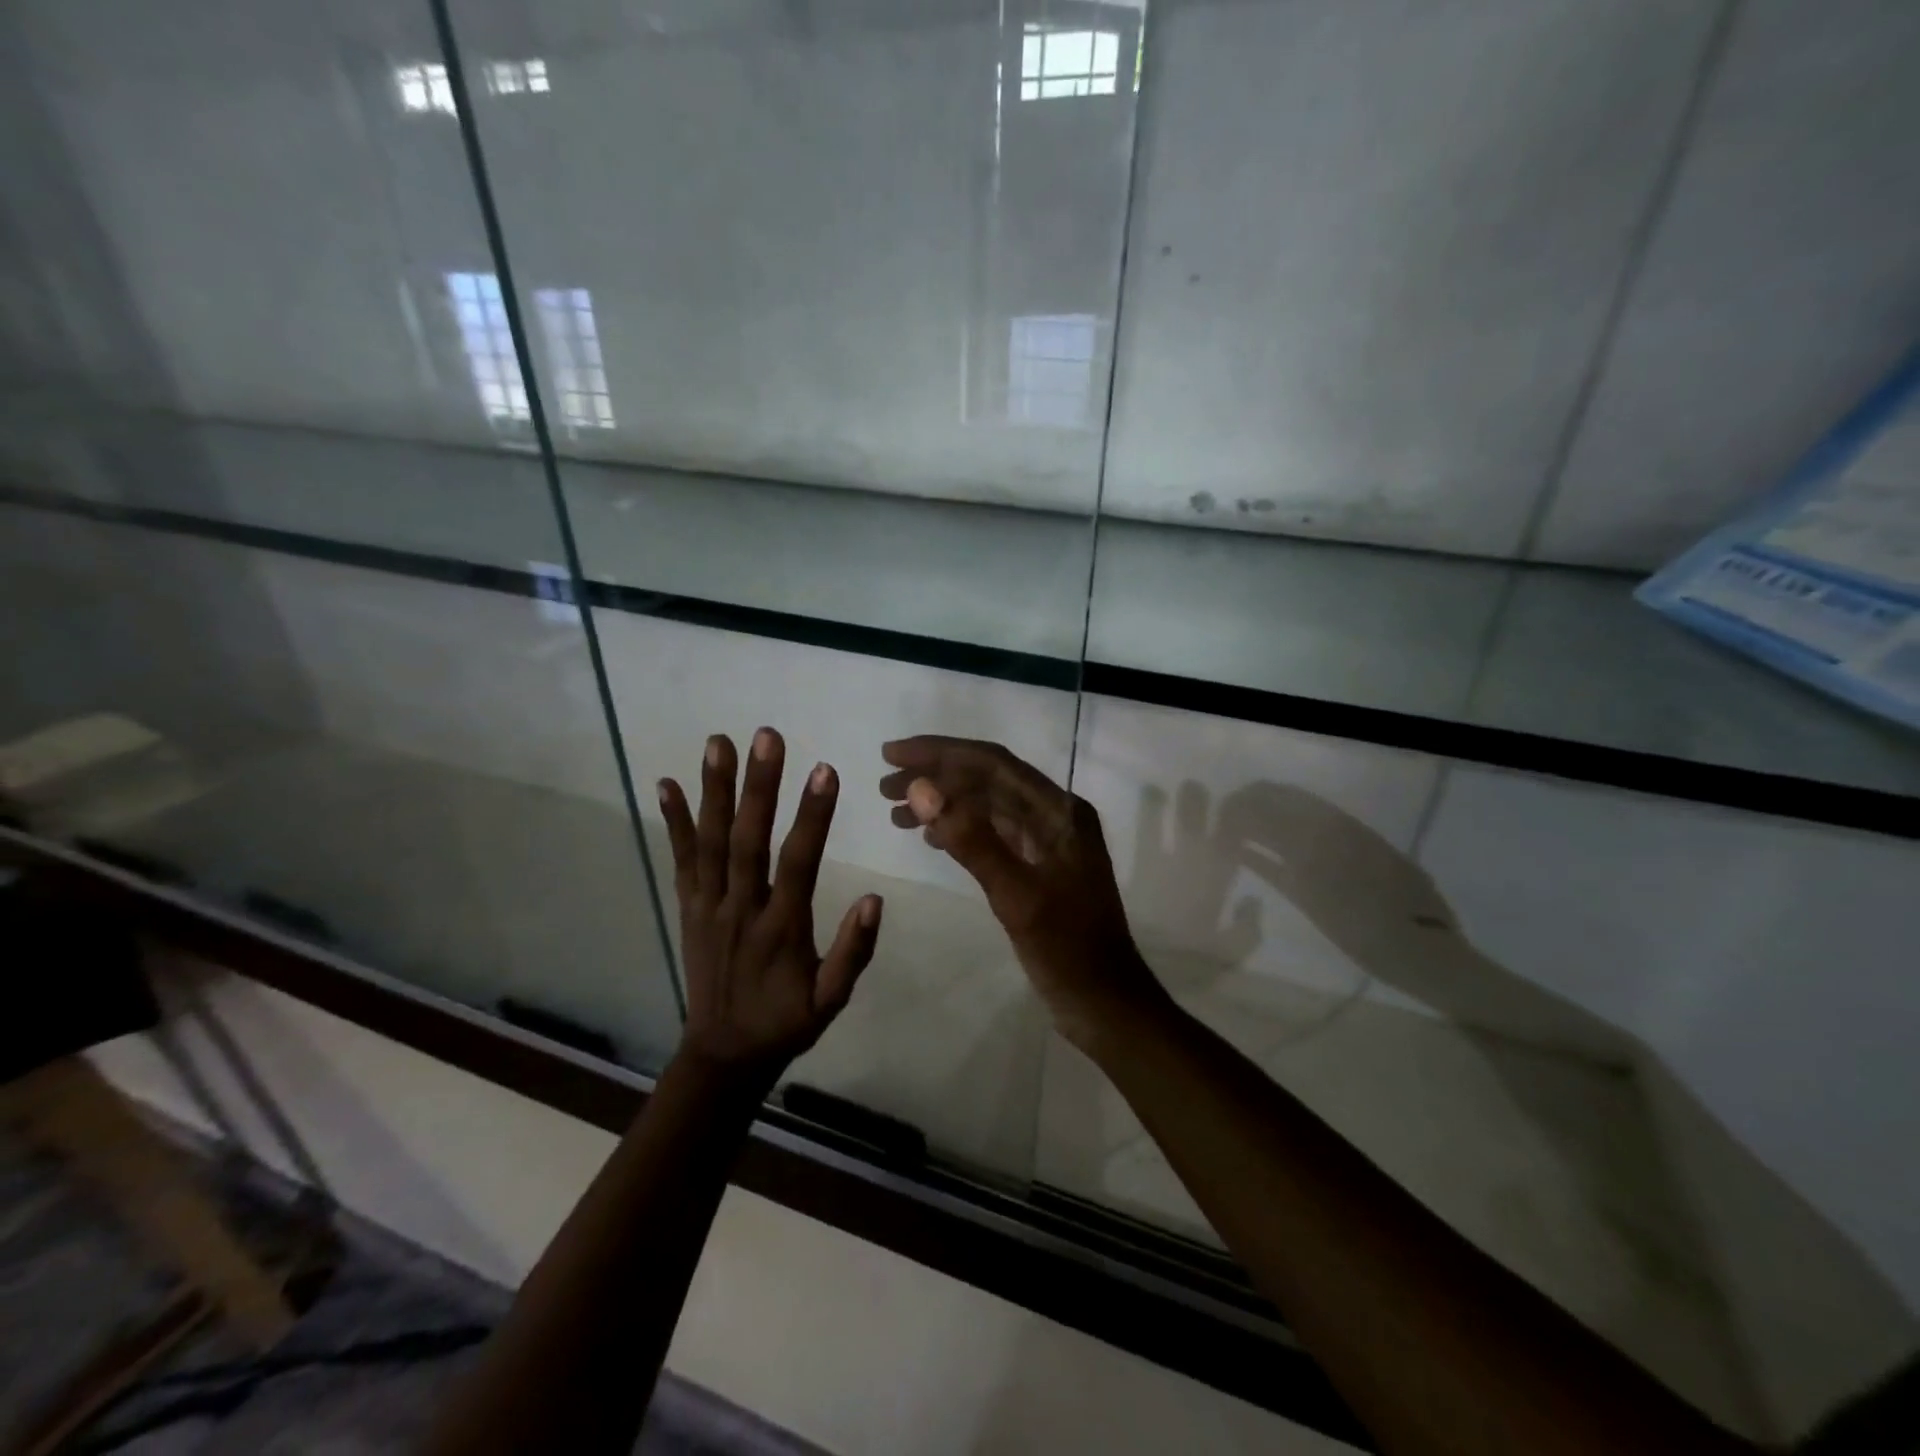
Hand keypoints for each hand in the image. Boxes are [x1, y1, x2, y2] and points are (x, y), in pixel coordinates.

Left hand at [659, 729, 881, 1077]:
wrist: (723, 1055)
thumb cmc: (786, 1021)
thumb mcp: (831, 1000)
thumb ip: (853, 951)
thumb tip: (874, 898)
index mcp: (780, 930)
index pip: (798, 864)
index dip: (812, 817)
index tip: (825, 770)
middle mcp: (740, 909)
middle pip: (747, 841)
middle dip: (758, 786)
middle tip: (767, 736)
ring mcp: (708, 907)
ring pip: (710, 842)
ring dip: (714, 790)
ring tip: (718, 742)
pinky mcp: (688, 908)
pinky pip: (681, 861)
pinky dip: (674, 822)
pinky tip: (666, 785)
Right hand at [879, 736, 1163, 1049]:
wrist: (1106, 1002)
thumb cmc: (1066, 949)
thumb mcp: (1015, 895)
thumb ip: (970, 839)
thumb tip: (921, 788)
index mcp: (1059, 811)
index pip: (992, 763)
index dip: (939, 753)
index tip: (891, 754)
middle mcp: (1055, 815)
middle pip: (987, 780)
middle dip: (935, 776)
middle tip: (884, 786)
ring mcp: (1048, 840)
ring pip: (987, 806)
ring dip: (944, 803)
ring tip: (895, 812)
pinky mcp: (1039, 865)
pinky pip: (993, 832)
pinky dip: (960, 829)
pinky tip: (930, 837)